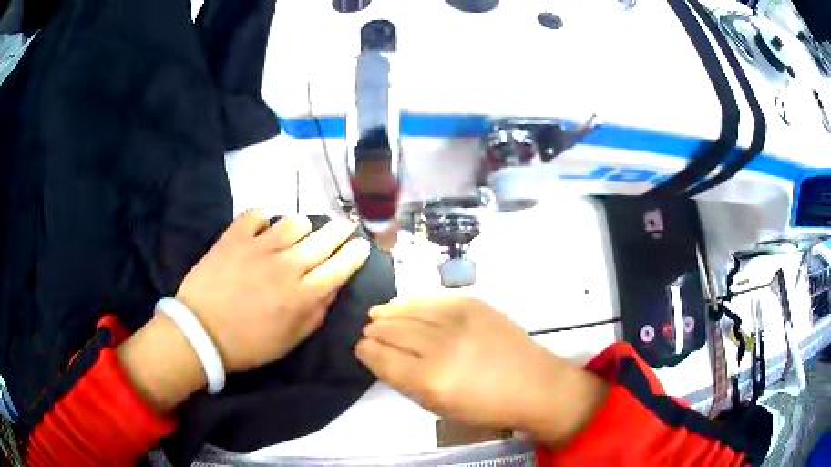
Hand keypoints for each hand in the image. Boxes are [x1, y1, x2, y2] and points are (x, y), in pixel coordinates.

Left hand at [176, 211, 370, 372]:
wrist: (200, 333)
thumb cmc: (248, 344)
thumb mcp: (289, 341)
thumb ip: (315, 314)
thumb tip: (332, 289)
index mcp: (302, 295)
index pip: (339, 268)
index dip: (354, 254)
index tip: (362, 244)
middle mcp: (286, 266)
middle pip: (322, 240)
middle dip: (339, 231)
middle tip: (345, 226)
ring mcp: (259, 247)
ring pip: (293, 222)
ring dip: (302, 226)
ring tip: (299, 232)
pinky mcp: (234, 237)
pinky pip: (256, 215)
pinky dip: (262, 219)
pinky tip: (261, 228)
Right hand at [356, 297, 608, 445]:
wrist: (534, 384)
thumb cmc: (486, 407)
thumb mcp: (439, 407)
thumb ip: (406, 382)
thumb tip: (382, 358)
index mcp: (429, 381)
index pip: (382, 358)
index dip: (366, 351)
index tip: (360, 348)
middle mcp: (440, 347)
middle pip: (392, 332)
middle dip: (374, 332)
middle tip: (367, 332)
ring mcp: (458, 321)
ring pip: (408, 312)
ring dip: (387, 314)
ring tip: (376, 314)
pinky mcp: (473, 304)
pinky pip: (432, 299)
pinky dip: (411, 302)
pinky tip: (401, 304)